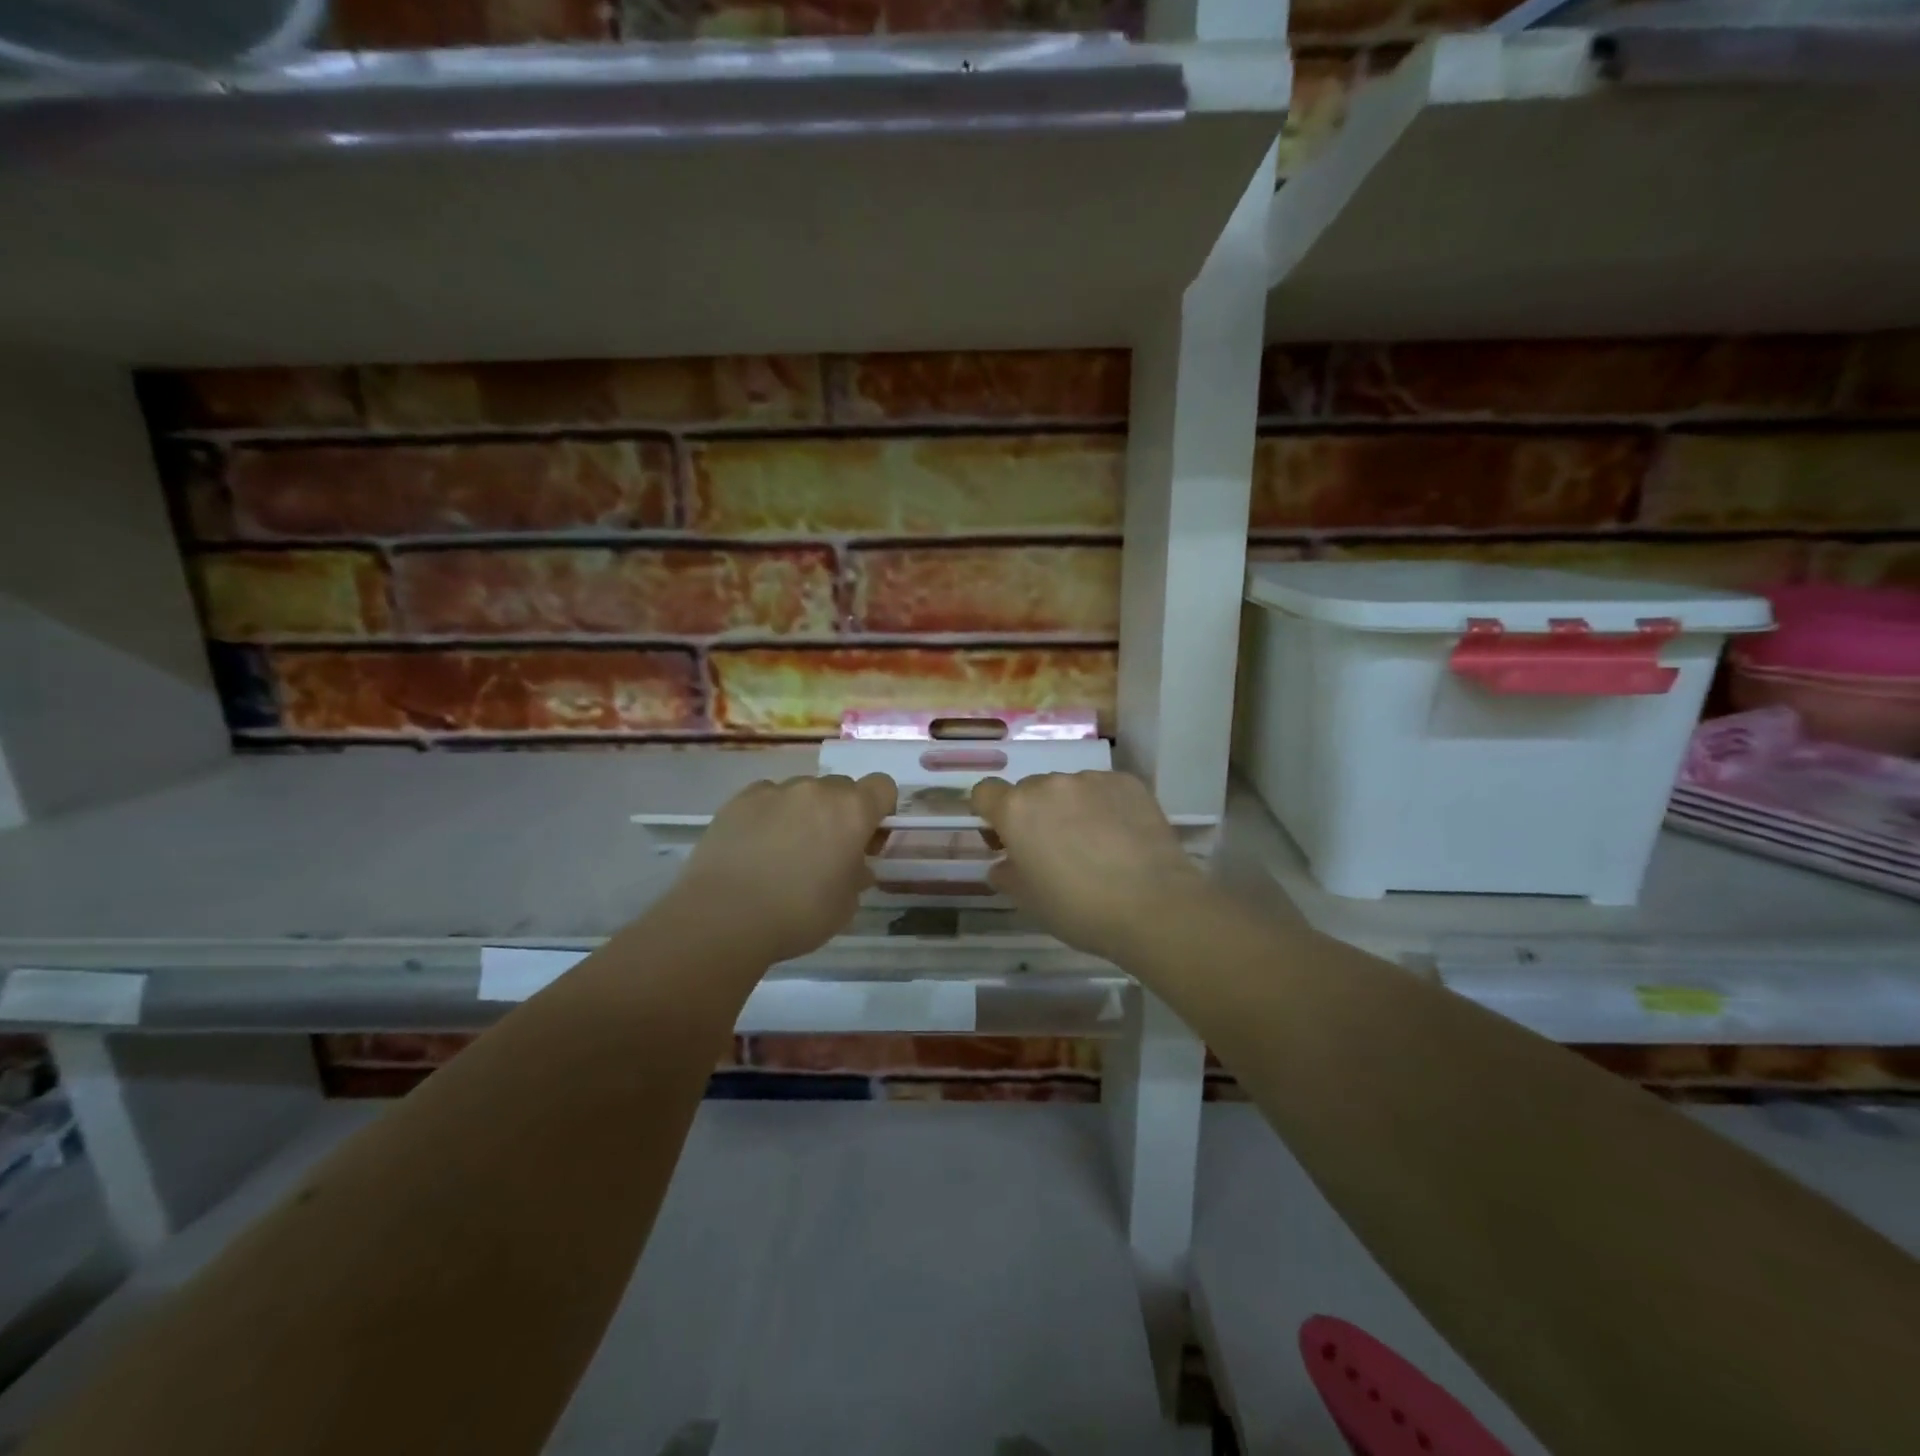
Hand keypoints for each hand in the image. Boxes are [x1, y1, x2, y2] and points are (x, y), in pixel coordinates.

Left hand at [670, 774, 895, 963]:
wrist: (724, 917)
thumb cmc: (798, 914)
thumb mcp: (846, 905)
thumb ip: (857, 876)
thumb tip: (854, 866)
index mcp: (852, 811)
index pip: (883, 786)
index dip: (881, 809)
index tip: (868, 839)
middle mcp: (817, 790)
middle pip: (841, 787)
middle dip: (840, 812)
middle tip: (827, 850)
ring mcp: (775, 790)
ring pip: (802, 792)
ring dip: (803, 812)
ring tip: (783, 851)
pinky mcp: (740, 799)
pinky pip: (767, 798)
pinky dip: (769, 815)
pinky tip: (755, 847)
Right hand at [971, 772, 1206, 963]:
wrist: (1154, 906)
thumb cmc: (1079, 909)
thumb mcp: (1030, 901)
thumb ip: (1007, 875)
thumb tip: (1002, 865)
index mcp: (1016, 810)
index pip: (985, 792)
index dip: (990, 814)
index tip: (1004, 839)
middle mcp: (1050, 784)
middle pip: (1029, 790)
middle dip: (1034, 814)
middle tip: (1053, 850)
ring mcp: (1091, 780)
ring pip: (1068, 789)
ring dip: (1071, 808)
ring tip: (1095, 845)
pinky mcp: (1128, 783)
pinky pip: (1104, 789)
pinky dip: (1105, 806)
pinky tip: (1122, 838)